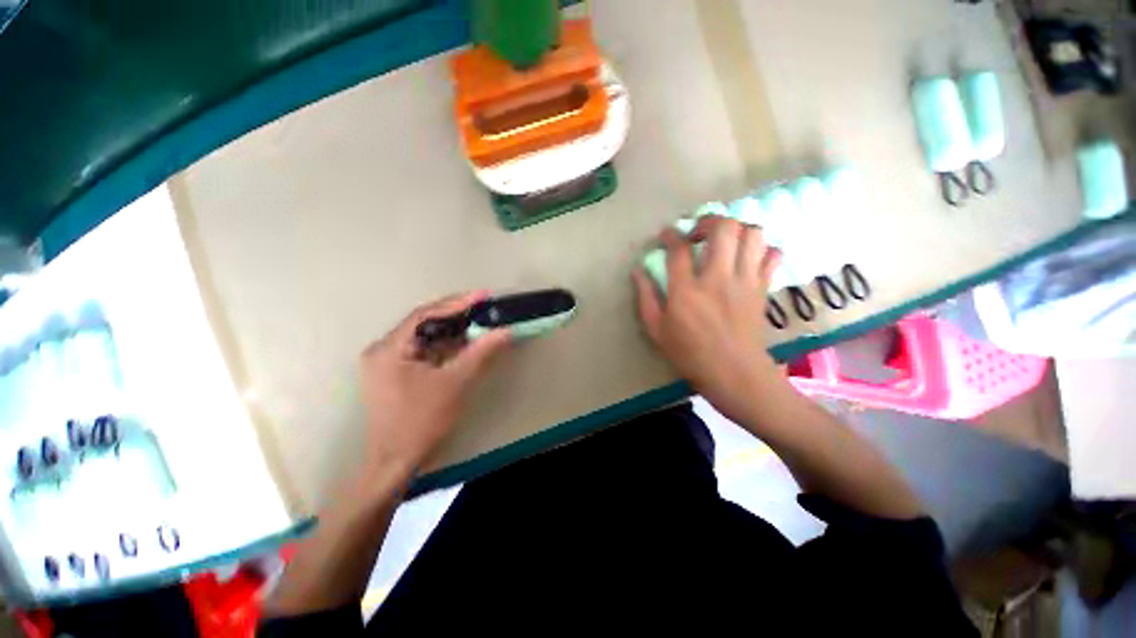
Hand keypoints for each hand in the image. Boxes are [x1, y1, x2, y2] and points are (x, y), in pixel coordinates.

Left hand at [358, 291, 511, 479]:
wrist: (395, 462)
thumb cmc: (421, 424)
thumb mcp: (453, 386)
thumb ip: (479, 353)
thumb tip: (505, 330)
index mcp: (388, 347)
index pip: (424, 315)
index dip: (456, 304)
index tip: (484, 297)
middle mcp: (379, 350)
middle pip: (420, 326)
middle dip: (453, 319)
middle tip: (484, 312)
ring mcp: (380, 365)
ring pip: (418, 341)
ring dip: (446, 336)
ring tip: (477, 329)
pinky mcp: (386, 379)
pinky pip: (415, 356)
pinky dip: (437, 352)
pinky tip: (458, 351)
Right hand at [632, 215, 784, 423]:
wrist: (736, 375)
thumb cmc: (693, 356)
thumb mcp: (659, 332)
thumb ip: (647, 298)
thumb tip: (639, 270)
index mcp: (687, 291)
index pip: (679, 248)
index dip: (671, 234)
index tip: (669, 235)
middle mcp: (718, 278)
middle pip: (722, 227)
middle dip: (710, 220)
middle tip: (702, 231)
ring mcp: (745, 281)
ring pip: (751, 234)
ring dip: (739, 229)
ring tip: (730, 239)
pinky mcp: (762, 288)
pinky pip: (772, 255)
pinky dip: (765, 249)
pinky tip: (753, 256)